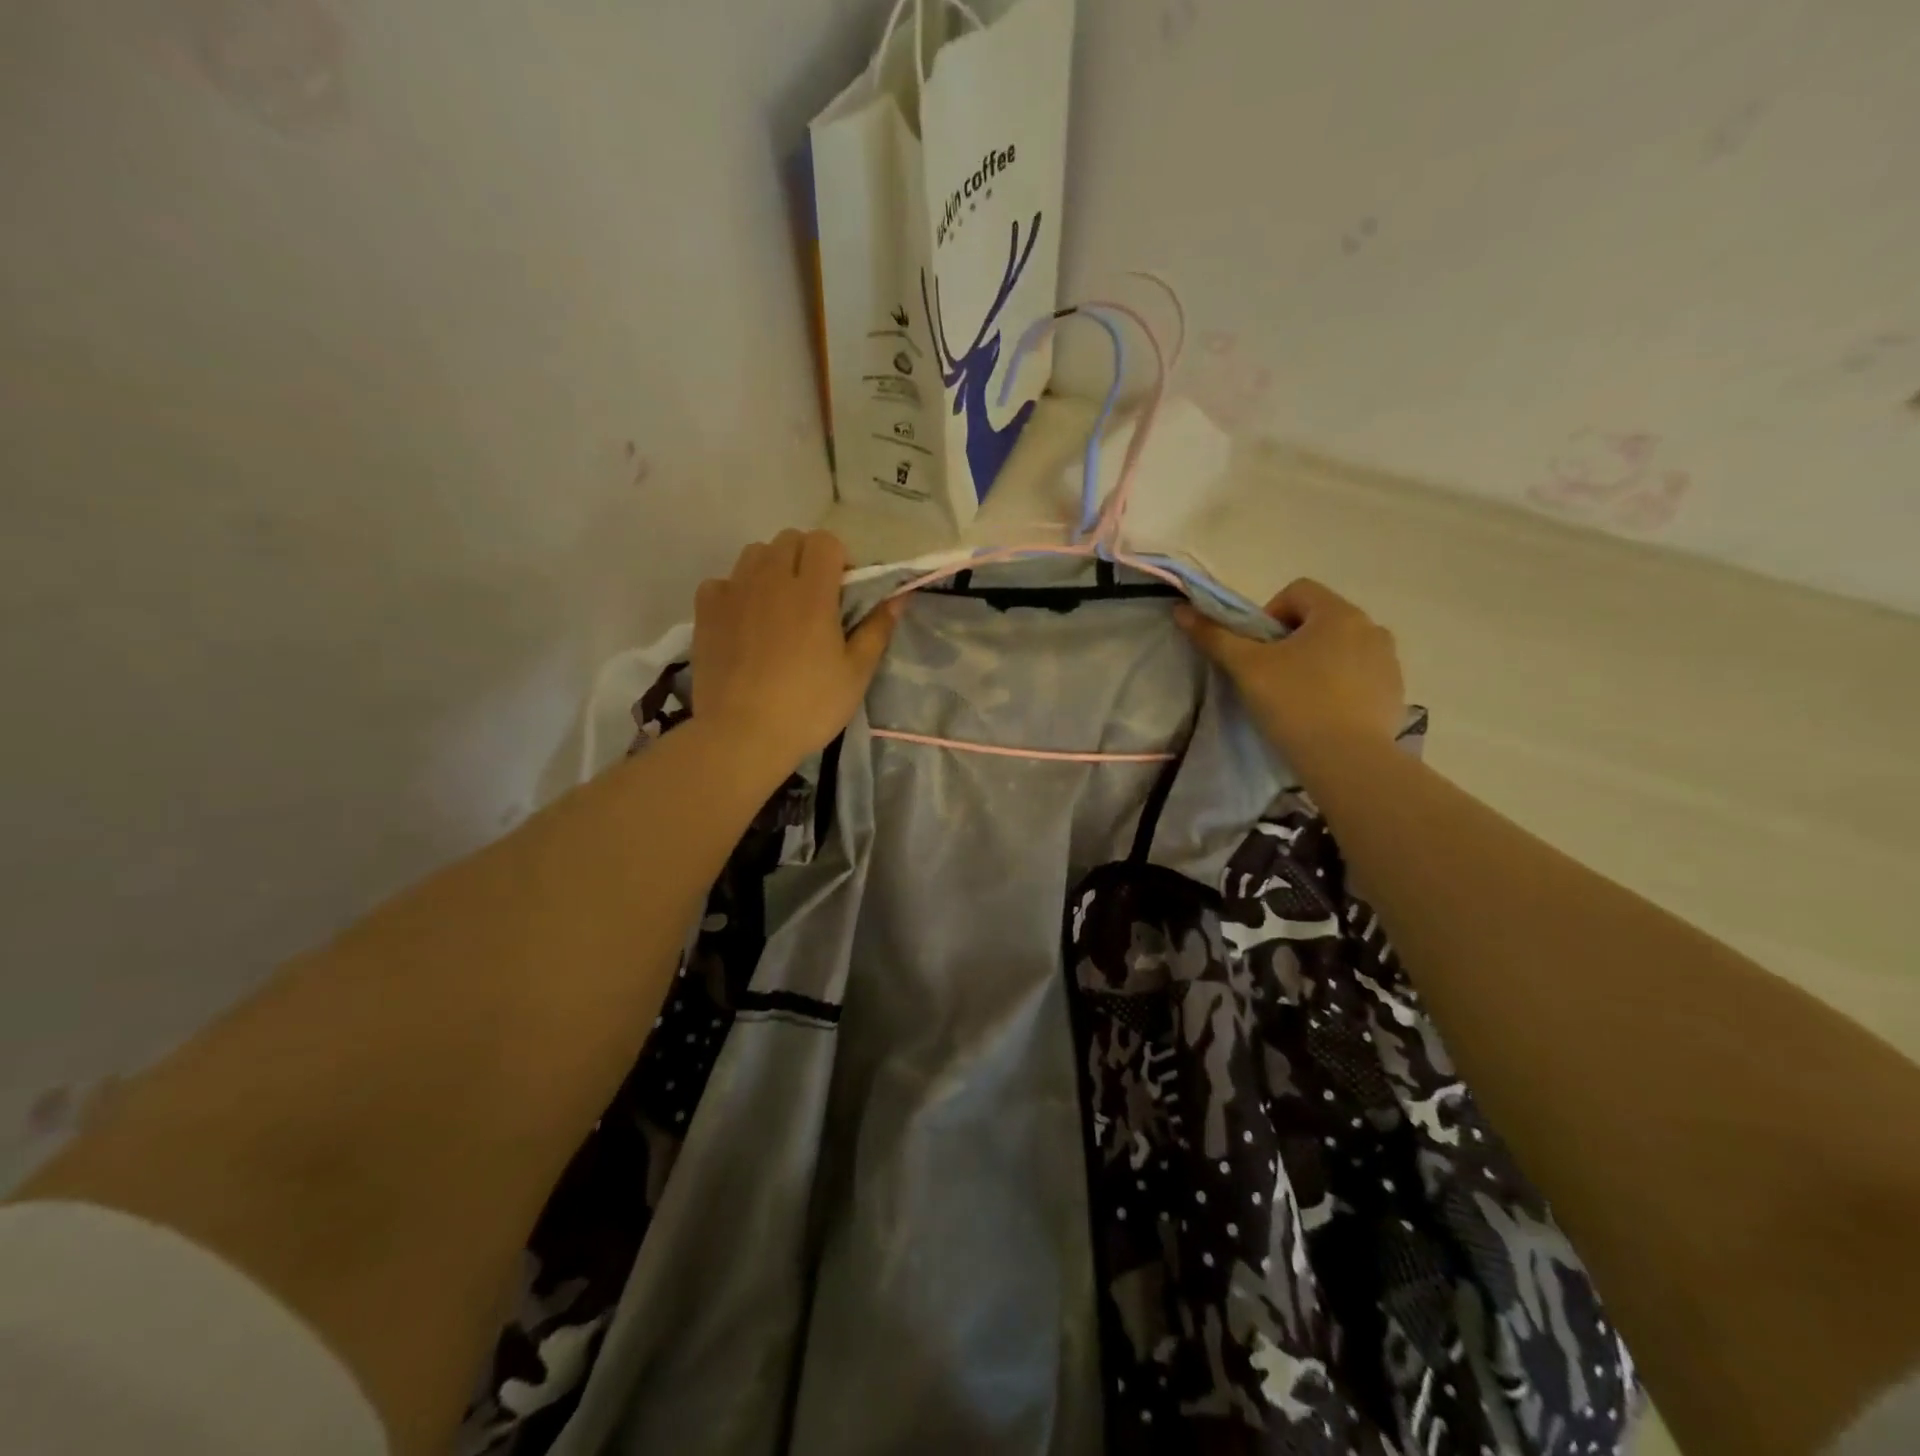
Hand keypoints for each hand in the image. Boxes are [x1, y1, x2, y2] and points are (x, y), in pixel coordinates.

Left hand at [691, 530, 897, 781]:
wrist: (742, 735)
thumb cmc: (809, 706)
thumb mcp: (856, 673)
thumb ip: (877, 629)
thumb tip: (898, 597)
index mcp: (812, 592)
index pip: (825, 541)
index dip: (838, 560)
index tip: (842, 593)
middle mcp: (771, 580)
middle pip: (789, 540)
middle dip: (806, 560)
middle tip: (814, 601)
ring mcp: (734, 592)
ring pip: (755, 554)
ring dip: (772, 570)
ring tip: (778, 609)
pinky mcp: (705, 611)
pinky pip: (722, 581)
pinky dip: (736, 592)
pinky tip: (744, 622)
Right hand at [1176, 579, 1403, 770]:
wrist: (1349, 761)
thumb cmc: (1295, 704)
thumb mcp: (1247, 668)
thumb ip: (1215, 637)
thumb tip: (1182, 611)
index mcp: (1338, 613)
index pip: (1297, 592)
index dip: (1268, 615)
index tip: (1257, 651)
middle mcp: (1370, 628)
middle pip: (1319, 619)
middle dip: (1292, 641)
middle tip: (1271, 677)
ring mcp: (1388, 661)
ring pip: (1341, 648)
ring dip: (1317, 662)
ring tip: (1297, 698)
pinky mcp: (1395, 692)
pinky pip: (1360, 675)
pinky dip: (1339, 685)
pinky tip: (1323, 714)